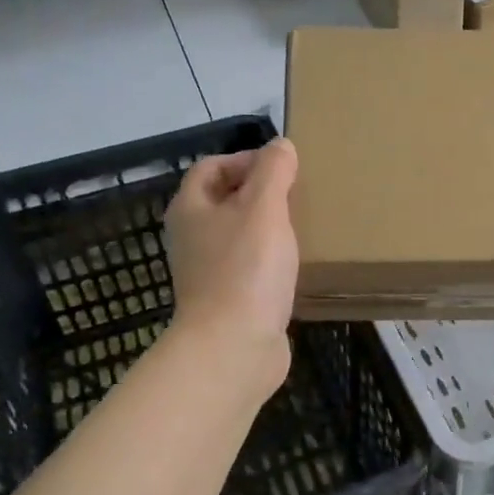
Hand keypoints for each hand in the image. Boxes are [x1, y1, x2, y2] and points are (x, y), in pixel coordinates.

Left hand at [164, 139, 299, 387]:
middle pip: (224, 201)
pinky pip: (250, 268)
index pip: (210, 168)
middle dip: (259, 193)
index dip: (244, 159)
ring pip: (238, 236)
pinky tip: (296, 265)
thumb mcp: (264, 207)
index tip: (282, 168)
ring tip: (302, 225)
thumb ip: (273, 171)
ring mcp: (208, 272)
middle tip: (297, 194)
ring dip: (266, 228)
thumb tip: (280, 146)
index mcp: (191, 209)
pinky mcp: (229, 301)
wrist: (233, 348)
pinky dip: (270, 261)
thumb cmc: (245, 269)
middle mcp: (192, 238)